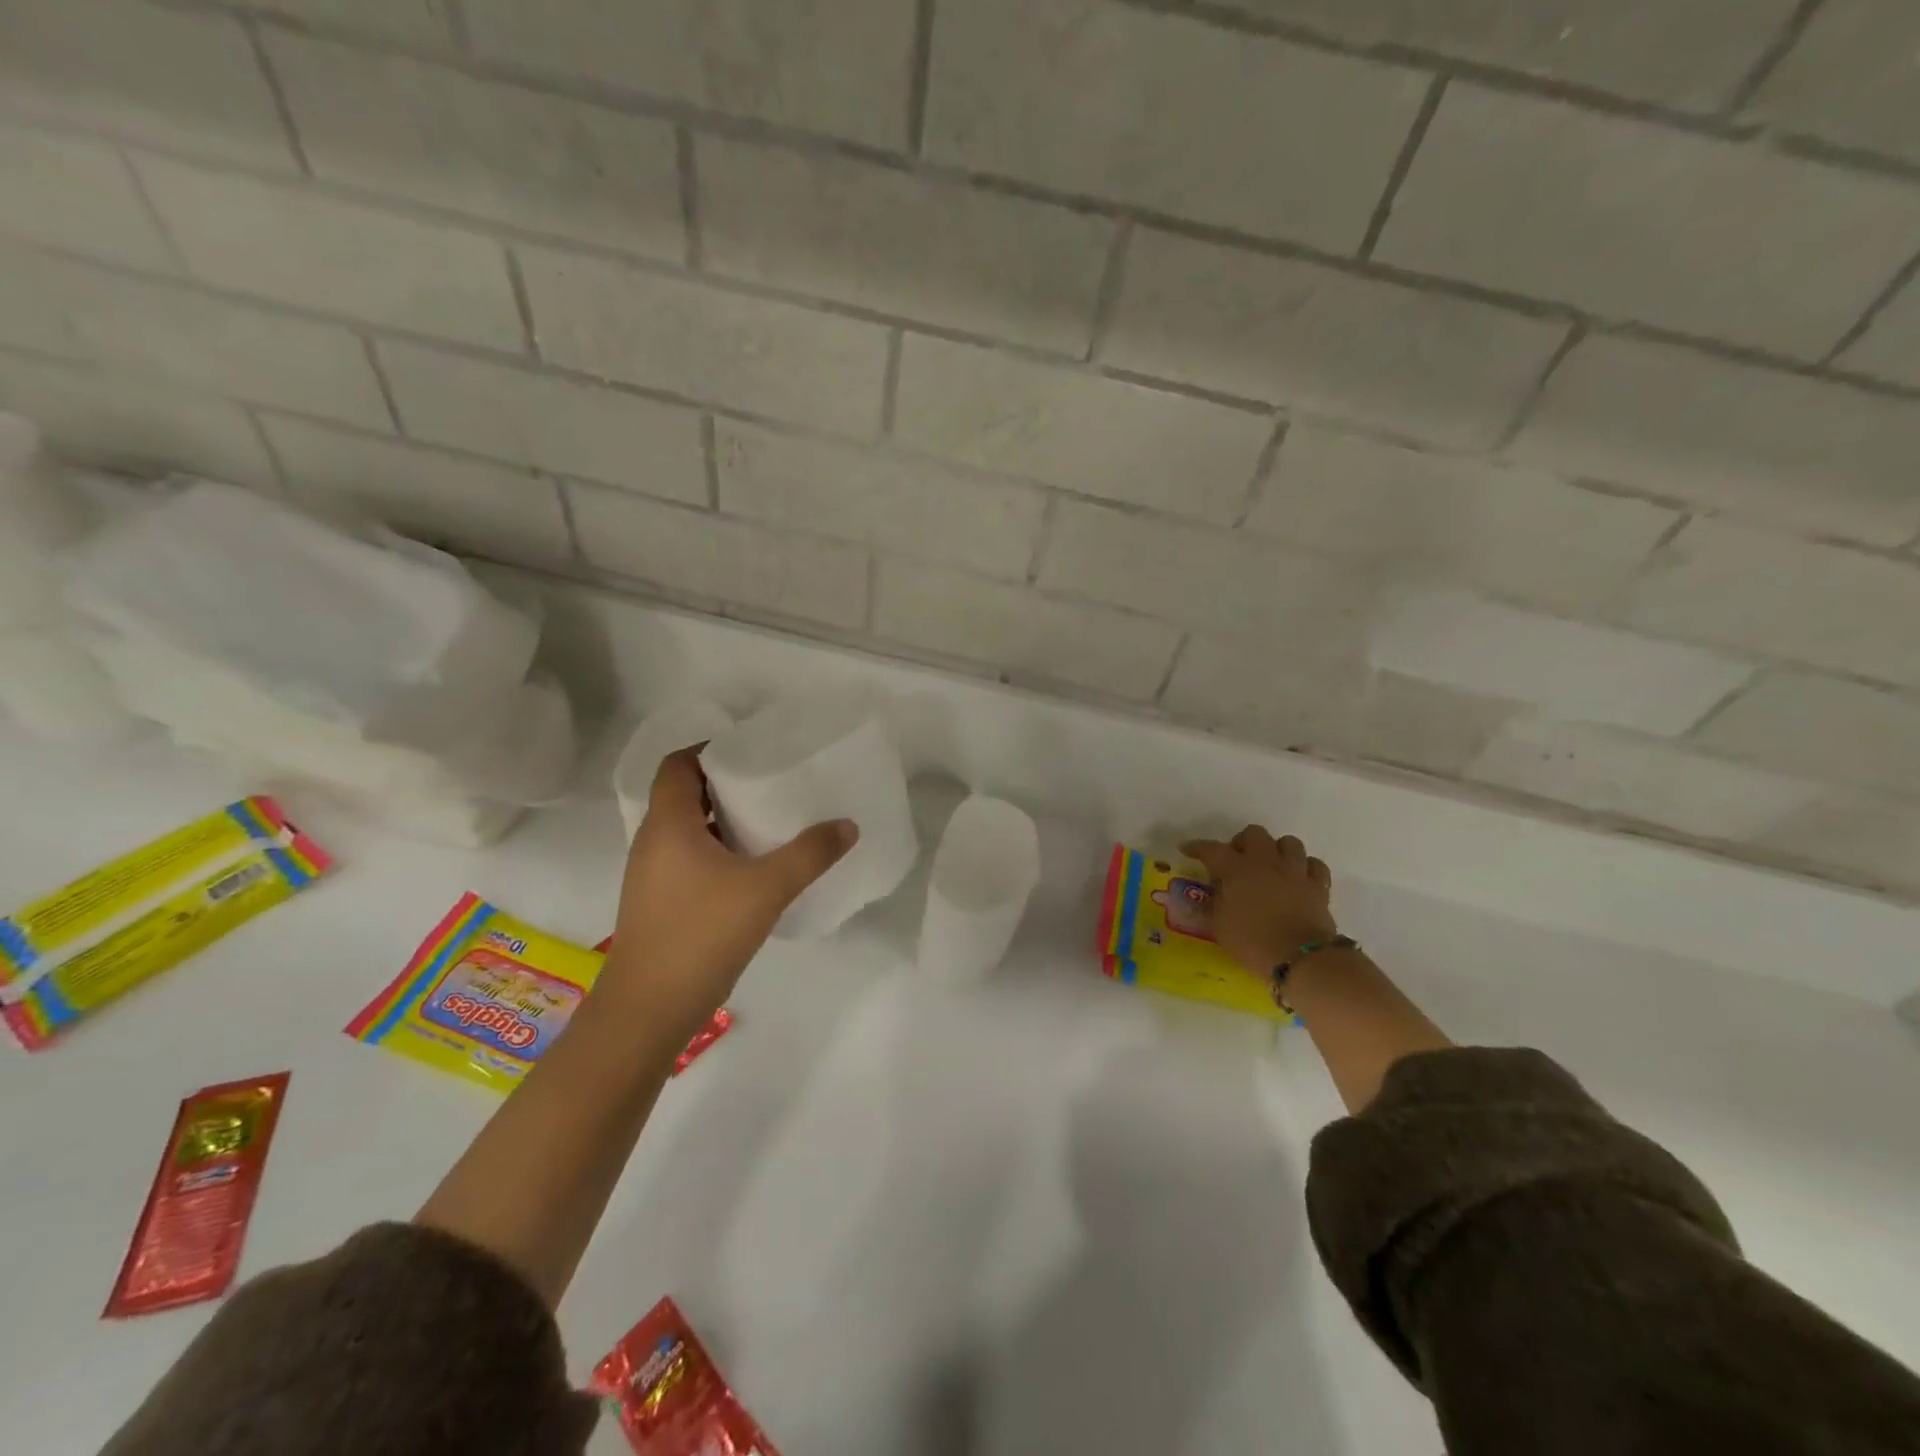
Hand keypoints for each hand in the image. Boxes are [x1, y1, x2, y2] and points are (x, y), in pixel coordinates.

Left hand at [601, 747, 856, 1039]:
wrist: (648, 1011)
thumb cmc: (701, 935)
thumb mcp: (766, 889)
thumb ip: (810, 853)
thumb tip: (847, 825)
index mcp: (668, 824)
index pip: (677, 764)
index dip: (708, 748)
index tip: (750, 748)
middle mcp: (652, 842)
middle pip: (683, 793)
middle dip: (724, 782)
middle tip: (770, 779)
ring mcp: (651, 875)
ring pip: (686, 828)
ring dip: (721, 819)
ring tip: (767, 819)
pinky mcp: (658, 903)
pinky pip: (687, 857)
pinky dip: (716, 849)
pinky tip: (751, 867)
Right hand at [1180, 826, 1336, 977]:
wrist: (1300, 959)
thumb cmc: (1252, 943)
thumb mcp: (1220, 926)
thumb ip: (1215, 903)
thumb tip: (1215, 891)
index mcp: (1237, 869)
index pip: (1212, 849)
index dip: (1197, 847)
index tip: (1187, 849)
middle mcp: (1266, 862)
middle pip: (1254, 833)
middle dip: (1242, 843)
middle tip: (1236, 861)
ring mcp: (1295, 871)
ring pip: (1288, 842)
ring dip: (1276, 851)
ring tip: (1270, 867)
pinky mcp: (1318, 886)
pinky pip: (1314, 864)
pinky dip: (1305, 867)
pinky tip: (1298, 879)